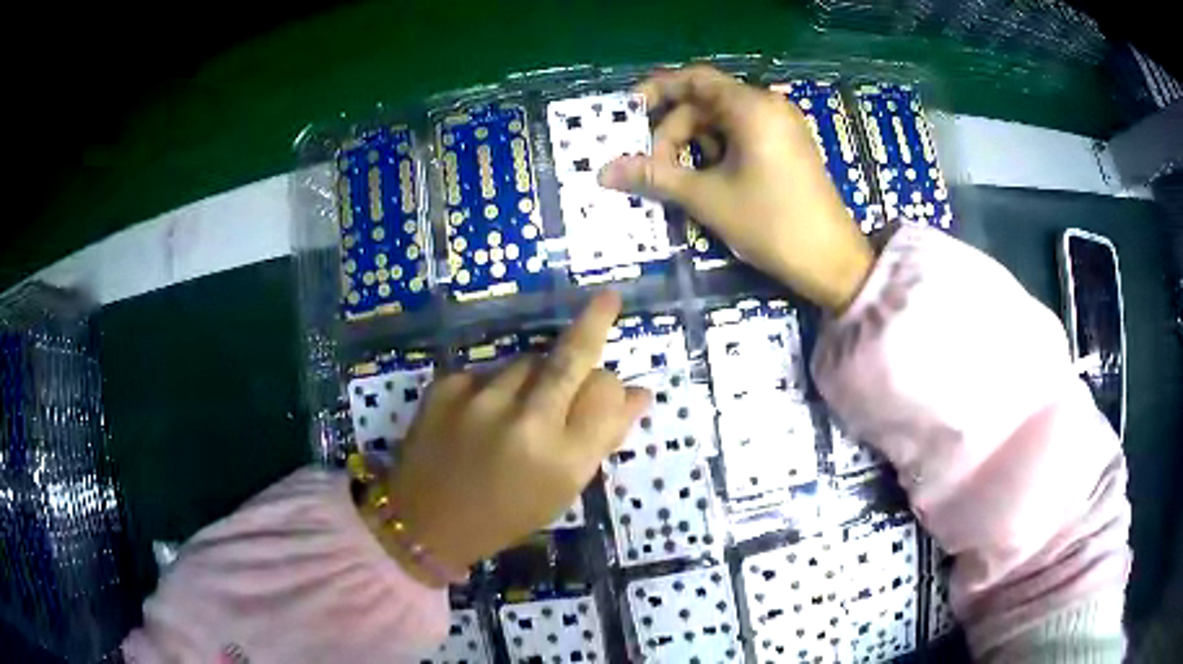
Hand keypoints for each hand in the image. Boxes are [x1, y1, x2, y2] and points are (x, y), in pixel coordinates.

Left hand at [368, 292, 650, 585]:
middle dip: (594, 322)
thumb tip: (638, 394)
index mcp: (563, 459)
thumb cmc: (505, 516)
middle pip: (570, 357)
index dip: (612, 387)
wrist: (426, 522)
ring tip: (517, 411)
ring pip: (528, 361)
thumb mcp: (562, 490)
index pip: (606, 394)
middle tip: (608, 299)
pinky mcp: (446, 386)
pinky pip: (489, 372)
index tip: (609, 387)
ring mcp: (481, 400)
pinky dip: (494, 387)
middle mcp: (526, 423)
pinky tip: (480, 417)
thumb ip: (602, 439)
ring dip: (536, 375)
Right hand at [599, 66, 874, 312]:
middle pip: (705, 102)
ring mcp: (783, 125)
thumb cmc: (770, 223)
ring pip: (723, 120)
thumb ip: (654, 177)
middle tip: (656, 169)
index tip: (630, 114)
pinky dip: (719, 149)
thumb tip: (603, 172)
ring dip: (695, 144)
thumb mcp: (707, 198)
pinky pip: (744, 133)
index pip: (693, 79)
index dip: (657, 91)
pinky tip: (711, 179)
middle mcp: (768, 105)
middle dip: (675, 131)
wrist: (832, 260)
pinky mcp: (789, 145)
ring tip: (683, 180)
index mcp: (751, 106)